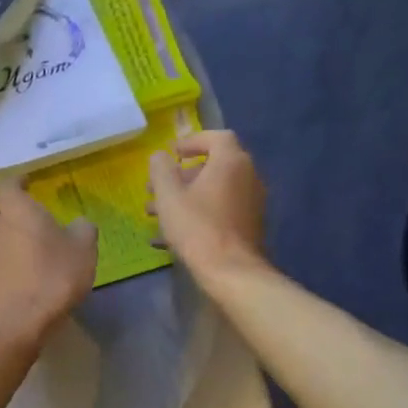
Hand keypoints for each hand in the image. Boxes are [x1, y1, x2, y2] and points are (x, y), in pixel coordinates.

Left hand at [0, 177, 96, 346]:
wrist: (15, 323)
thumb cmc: (51, 276)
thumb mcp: (83, 249)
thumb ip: (83, 229)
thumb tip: (79, 223)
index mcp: (17, 210)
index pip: (7, 184)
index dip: (17, 181)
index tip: (29, 181)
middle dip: (9, 210)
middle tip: (30, 213)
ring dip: (11, 237)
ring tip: (36, 244)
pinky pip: (1, 261)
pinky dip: (14, 260)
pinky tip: (33, 269)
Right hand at [147, 129, 266, 280]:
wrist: (231, 271)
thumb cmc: (197, 227)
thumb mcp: (169, 196)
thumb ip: (161, 170)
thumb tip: (160, 156)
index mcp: (231, 161)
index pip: (215, 137)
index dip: (192, 141)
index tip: (171, 153)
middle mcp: (247, 176)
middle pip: (213, 165)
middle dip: (181, 175)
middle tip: (156, 187)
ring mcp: (251, 201)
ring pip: (214, 190)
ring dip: (186, 196)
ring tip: (155, 212)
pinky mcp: (249, 224)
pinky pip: (220, 209)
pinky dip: (198, 212)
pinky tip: (171, 234)